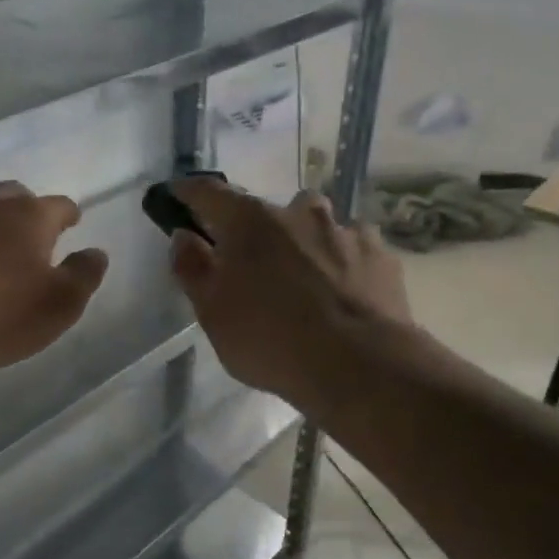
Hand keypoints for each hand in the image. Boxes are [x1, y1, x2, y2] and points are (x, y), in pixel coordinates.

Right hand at [169, 180, 413, 409]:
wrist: (360, 366)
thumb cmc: (270, 339)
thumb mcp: (212, 313)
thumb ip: (192, 268)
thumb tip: (184, 235)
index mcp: (250, 222)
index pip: (209, 193)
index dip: (189, 192)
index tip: (178, 193)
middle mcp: (298, 213)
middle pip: (269, 211)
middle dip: (258, 230)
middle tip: (254, 264)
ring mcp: (345, 230)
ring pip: (316, 225)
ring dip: (304, 242)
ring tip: (305, 279)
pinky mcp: (381, 255)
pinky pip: (353, 248)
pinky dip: (342, 262)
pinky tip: (343, 292)